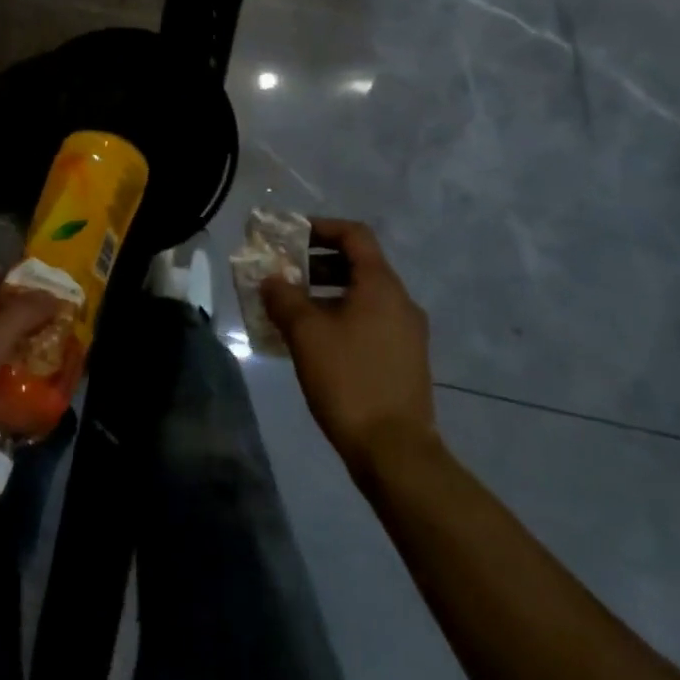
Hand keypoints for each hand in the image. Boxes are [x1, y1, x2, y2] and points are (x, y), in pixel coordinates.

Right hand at [260, 218, 439, 477]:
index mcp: (381, 286)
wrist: (395, 452)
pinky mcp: (405, 360)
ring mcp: (407, 333)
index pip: (354, 235)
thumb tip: (271, 280)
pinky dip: (342, 318)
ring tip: (293, 311)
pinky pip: (370, 322)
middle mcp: (400, 302)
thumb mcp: (306, 333)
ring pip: (363, 296)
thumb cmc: (349, 380)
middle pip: (359, 264)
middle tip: (286, 274)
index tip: (291, 236)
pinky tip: (316, 343)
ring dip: (327, 293)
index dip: (321, 227)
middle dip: (318, 263)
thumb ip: (284, 298)